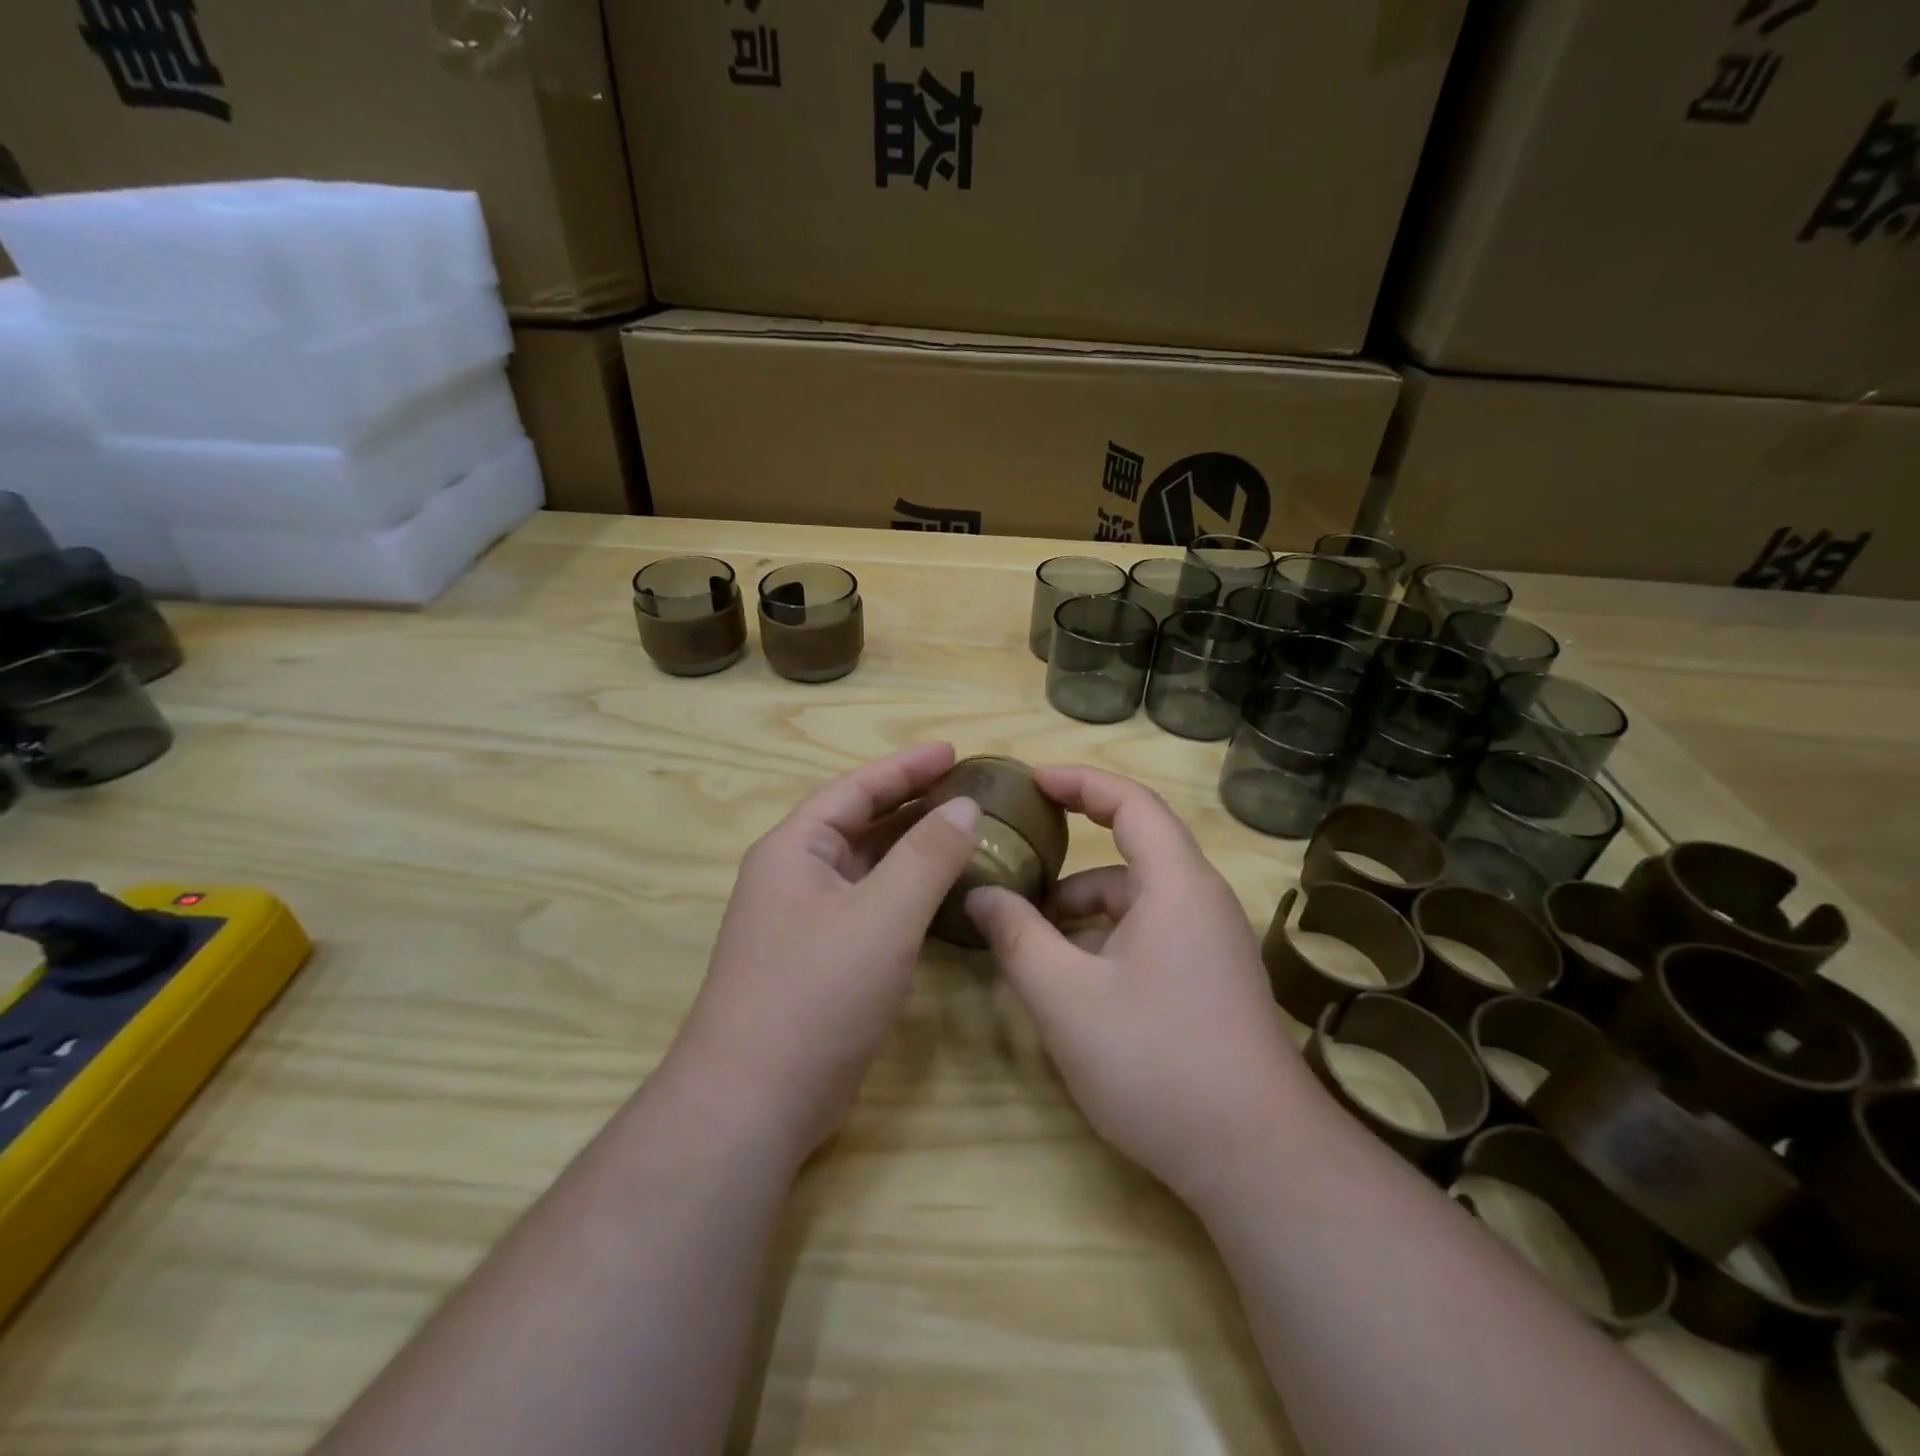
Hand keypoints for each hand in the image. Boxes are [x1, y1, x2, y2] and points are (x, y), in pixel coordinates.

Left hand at [670, 742, 980, 1159]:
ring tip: (962, 831)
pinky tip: (940, 896)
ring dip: (911, 848)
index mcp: (795, 849)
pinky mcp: (820, 962)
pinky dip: (906, 893)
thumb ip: (927, 855)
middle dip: (911, 803)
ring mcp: (804, 922)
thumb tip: (964, 805)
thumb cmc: (815, 992)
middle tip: (966, 788)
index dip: (905, 766)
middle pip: (860, 824)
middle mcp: (794, 877)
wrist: (753, 1102)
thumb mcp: (882, 915)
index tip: (953, 750)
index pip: (855, 789)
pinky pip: (870, 907)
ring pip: (867, 868)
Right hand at [967, 766, 1311, 1202]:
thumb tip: (981, 895)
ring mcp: (1211, 943)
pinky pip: (1151, 932)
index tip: (1031, 781)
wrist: (1257, 1161)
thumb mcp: (1065, 997)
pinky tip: (1073, 977)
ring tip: (1031, 933)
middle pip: (1134, 848)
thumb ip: (1017, 936)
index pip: (1130, 802)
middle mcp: (1201, 901)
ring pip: (1138, 898)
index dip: (1079, 781)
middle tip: (1017, 857)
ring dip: (1084, 905)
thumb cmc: (1157, 1062)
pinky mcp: (1210, 980)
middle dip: (1072, 850)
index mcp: (1176, 884)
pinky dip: (1106, 936)